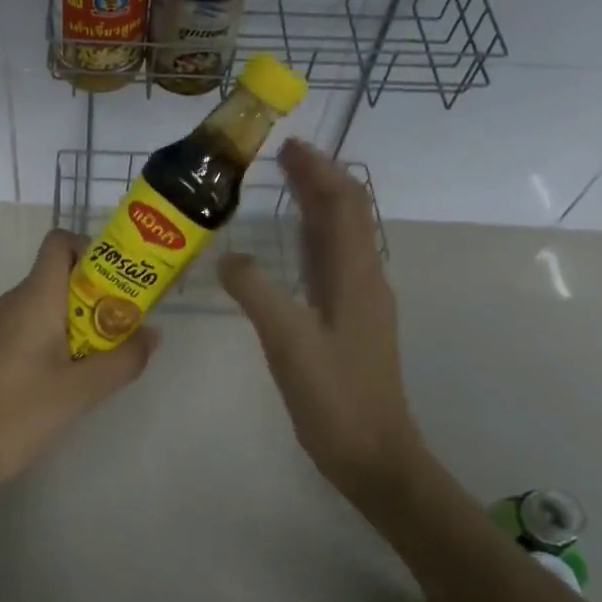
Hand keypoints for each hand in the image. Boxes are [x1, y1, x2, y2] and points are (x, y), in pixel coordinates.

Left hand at [0, 229, 161, 504]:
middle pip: (60, 274)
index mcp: (34, 297)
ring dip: (81, 321)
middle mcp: (13, 301)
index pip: (59, 243)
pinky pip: (32, 326)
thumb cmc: (17, 414)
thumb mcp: (80, 390)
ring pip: (48, 304)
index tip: (120, 284)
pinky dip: (59, 338)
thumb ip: (122, 359)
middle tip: (126, 327)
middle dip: (98, 294)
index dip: (92, 250)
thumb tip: (152, 334)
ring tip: (106, 356)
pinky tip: (71, 377)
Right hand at [219, 141, 421, 493]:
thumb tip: (228, 255)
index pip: (344, 204)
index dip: (320, 170)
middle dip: (317, 180)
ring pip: (340, 237)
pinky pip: (331, 263)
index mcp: (356, 275)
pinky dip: (312, 238)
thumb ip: (256, 291)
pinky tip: (290, 245)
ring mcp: (359, 300)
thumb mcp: (288, 340)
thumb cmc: (334, 396)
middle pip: (346, 213)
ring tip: (284, 186)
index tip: (289, 146)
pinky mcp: (349, 320)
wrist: (372, 454)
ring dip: (316, 206)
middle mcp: (363, 278)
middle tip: (279, 158)